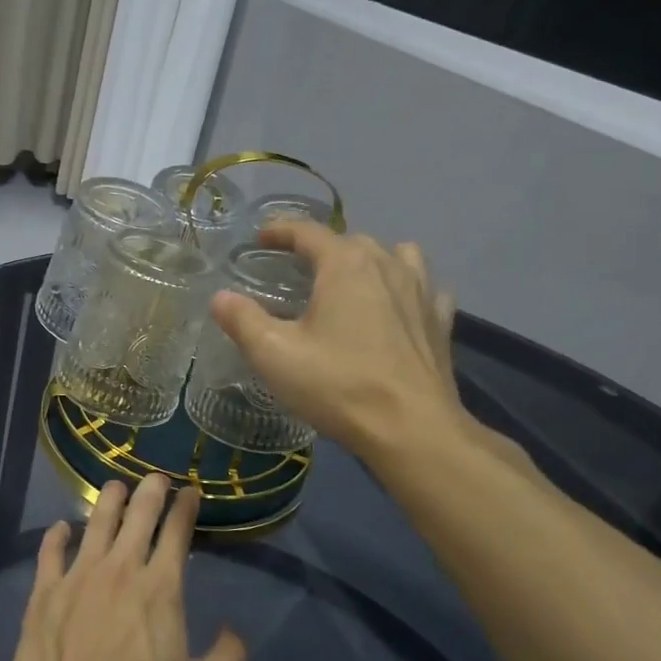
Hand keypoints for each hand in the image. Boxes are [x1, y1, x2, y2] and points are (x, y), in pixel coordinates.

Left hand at [6, 473, 247, 660]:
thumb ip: (226, 659)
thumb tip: (235, 631)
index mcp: (160, 588)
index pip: (176, 531)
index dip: (185, 506)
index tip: (190, 492)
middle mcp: (121, 568)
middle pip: (137, 514)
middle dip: (150, 490)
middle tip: (156, 479)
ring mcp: (79, 575)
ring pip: (96, 521)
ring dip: (109, 500)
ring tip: (115, 488)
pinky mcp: (45, 590)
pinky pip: (51, 550)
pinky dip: (57, 535)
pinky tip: (62, 528)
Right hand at [208, 222, 468, 468]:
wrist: (412, 430)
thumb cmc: (338, 385)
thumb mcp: (273, 354)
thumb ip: (242, 320)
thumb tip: (221, 298)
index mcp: (345, 265)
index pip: (308, 231)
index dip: (280, 230)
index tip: (261, 238)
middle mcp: (387, 266)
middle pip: (351, 241)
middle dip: (321, 247)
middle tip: (296, 268)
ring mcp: (421, 292)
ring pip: (397, 255)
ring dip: (371, 259)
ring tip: (351, 279)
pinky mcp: (440, 322)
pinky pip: (426, 288)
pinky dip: (408, 288)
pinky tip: (397, 307)